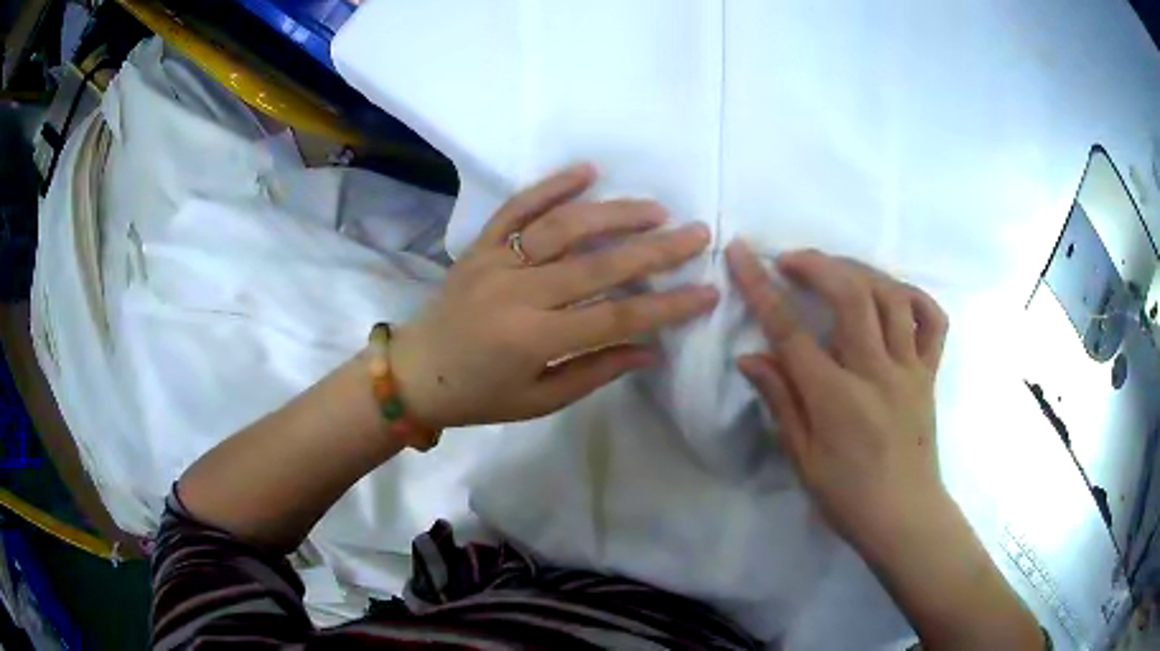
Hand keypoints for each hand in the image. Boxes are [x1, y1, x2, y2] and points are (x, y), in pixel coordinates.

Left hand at [390, 164, 718, 428]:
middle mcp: (517, 293)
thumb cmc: (479, 396)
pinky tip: (587, 170)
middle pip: (598, 265)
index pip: (616, 318)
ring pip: (563, 227)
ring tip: (656, 209)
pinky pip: (517, 207)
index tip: (707, 292)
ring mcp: (495, 261)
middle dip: (656, 249)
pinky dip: (551, 185)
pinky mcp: (480, 245)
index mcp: (533, 340)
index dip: (667, 306)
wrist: (415, 373)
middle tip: (698, 234)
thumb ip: (596, 371)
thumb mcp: (540, 400)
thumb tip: (652, 350)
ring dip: (614, 213)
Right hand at [727, 240, 949, 553]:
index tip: (741, 254)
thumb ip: (781, 402)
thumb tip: (750, 357)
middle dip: (817, 264)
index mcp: (837, 399)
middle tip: (790, 258)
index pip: (791, 332)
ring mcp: (910, 369)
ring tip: (836, 270)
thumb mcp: (802, 460)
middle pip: (851, 296)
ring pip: (891, 297)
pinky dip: (914, 296)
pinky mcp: (931, 373)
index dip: (761, 288)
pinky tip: (893, 294)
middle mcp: (877, 373)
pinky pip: (933, 320)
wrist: (905, 517)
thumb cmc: (848, 498)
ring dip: (860, 271)